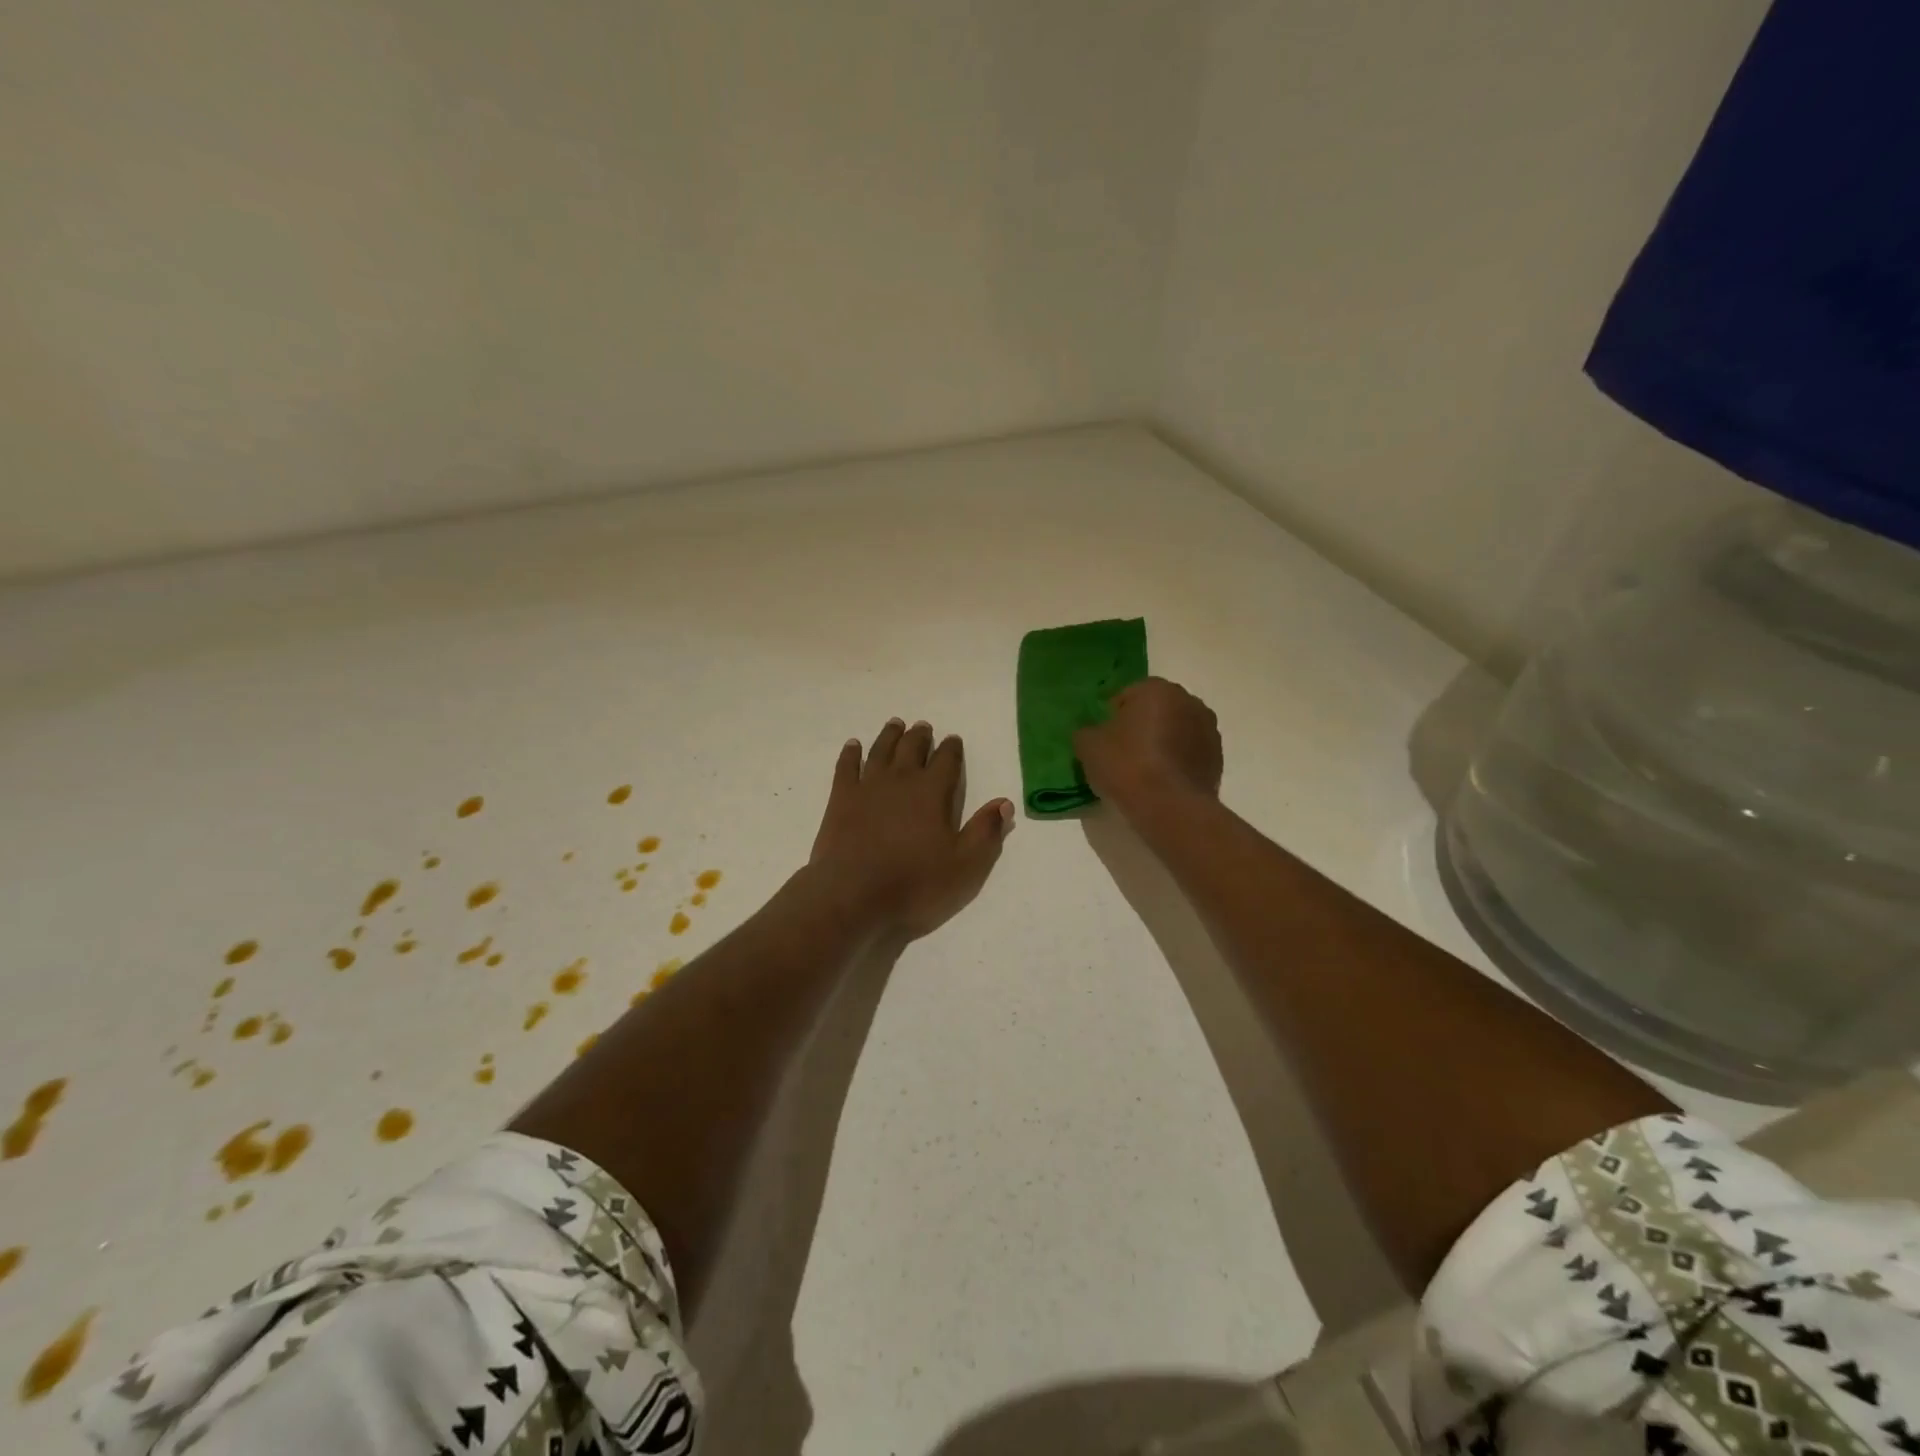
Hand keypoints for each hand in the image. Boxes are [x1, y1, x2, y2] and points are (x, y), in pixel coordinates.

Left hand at [808, 719, 1013, 939]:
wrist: (853, 896)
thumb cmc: (915, 883)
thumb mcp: (965, 866)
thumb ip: (986, 832)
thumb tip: (1004, 803)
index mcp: (933, 792)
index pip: (947, 760)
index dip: (952, 748)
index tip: (953, 740)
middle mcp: (901, 780)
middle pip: (912, 747)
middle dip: (921, 736)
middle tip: (923, 727)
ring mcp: (868, 786)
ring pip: (881, 750)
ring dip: (890, 735)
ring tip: (896, 724)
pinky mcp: (841, 798)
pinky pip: (847, 766)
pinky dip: (851, 753)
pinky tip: (854, 745)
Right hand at [1074, 677, 1222, 810]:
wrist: (1170, 807)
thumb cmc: (1127, 766)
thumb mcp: (1088, 746)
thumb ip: (1086, 731)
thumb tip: (1090, 732)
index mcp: (1157, 689)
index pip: (1127, 695)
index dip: (1112, 716)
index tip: (1104, 739)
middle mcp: (1188, 701)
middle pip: (1156, 710)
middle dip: (1141, 726)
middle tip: (1122, 753)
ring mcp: (1208, 729)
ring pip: (1176, 730)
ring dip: (1162, 742)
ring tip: (1144, 770)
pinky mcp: (1217, 758)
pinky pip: (1190, 753)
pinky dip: (1177, 761)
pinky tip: (1162, 782)